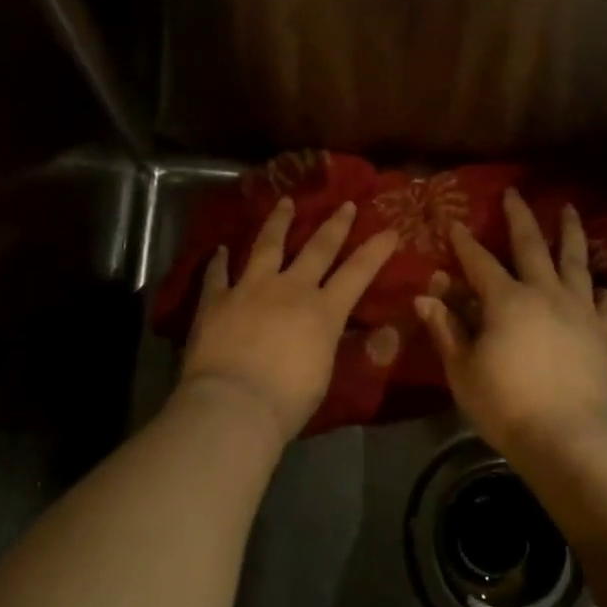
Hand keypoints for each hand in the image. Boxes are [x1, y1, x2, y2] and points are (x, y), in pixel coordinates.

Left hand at [178, 198, 399, 440]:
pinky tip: (219, 249)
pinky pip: (217, 275)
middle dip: (334, 225)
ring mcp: (250, 289)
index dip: (376, 250)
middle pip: (317, 248)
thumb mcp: (324, 373)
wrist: (234, 404)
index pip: (358, 273)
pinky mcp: (216, 300)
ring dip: (278, 222)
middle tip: (344, 204)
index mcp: (323, 311)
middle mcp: (290, 289)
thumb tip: (337, 328)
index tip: (390, 229)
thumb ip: (329, 342)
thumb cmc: (288, 400)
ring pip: (267, 246)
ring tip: (284, 202)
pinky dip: (218, 262)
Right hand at [415, 189, 606, 449]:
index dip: (464, 242)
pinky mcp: (602, 333)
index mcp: (506, 300)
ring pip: (575, 261)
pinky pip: (604, 302)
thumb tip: (424, 297)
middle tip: (515, 193)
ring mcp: (579, 311)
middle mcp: (544, 293)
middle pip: (531, 245)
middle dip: (519, 217)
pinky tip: (600, 285)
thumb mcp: (462, 369)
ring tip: (569, 211)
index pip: (479, 261)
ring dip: (570, 233)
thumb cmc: (504, 404)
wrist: (566, 437)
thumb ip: (446, 329)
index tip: (454, 223)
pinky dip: (600, 290)